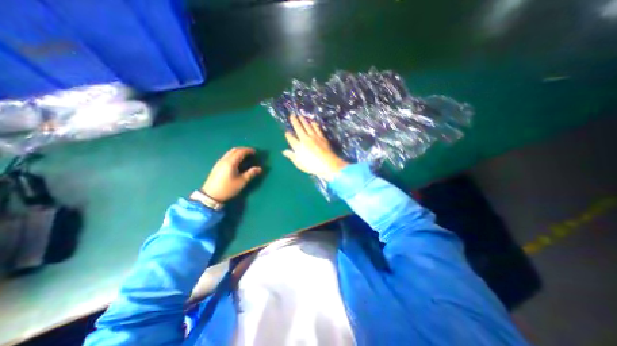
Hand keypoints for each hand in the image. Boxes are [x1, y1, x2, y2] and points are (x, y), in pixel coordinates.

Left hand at [201, 146, 260, 202]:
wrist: (210, 195)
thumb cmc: (227, 188)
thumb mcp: (241, 182)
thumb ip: (251, 174)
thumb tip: (259, 168)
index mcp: (231, 162)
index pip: (241, 152)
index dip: (249, 150)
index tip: (255, 152)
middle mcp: (224, 160)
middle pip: (234, 150)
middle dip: (244, 149)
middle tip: (251, 153)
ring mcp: (219, 162)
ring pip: (230, 152)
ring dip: (238, 152)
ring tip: (245, 156)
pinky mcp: (217, 166)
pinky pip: (227, 156)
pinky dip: (234, 155)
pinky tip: (237, 161)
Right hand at [283, 114, 348, 179]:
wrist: (328, 164)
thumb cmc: (313, 167)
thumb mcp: (300, 164)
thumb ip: (292, 157)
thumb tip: (284, 151)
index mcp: (299, 147)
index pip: (291, 139)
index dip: (288, 135)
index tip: (287, 132)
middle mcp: (305, 139)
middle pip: (299, 128)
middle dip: (294, 122)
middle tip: (292, 115)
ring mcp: (314, 137)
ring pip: (307, 126)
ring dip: (303, 120)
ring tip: (300, 115)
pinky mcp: (322, 137)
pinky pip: (317, 128)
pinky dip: (314, 124)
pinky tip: (312, 121)